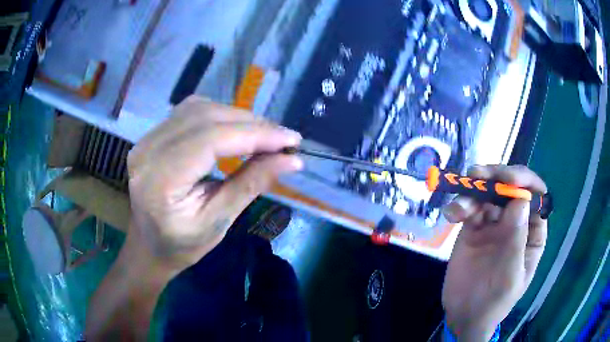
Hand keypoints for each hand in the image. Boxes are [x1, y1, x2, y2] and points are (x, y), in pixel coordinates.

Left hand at [126, 96, 302, 272]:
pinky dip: (218, 115)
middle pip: (205, 117)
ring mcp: (147, 139)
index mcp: (160, 179)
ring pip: (199, 108)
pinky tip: (235, 129)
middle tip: (283, 138)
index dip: (255, 134)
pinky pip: (189, 112)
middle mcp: (149, 150)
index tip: (292, 140)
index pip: (211, 139)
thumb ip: (251, 184)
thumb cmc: (181, 246)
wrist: (148, 245)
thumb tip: (292, 160)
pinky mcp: (152, 136)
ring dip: (236, 117)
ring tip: (263, 134)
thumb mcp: (218, 222)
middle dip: (250, 123)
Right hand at [441, 165, 547, 340]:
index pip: (535, 195)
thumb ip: (517, 240)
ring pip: (488, 194)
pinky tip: (452, 214)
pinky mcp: (473, 228)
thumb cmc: (496, 300)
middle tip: (478, 175)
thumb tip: (520, 201)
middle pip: (510, 187)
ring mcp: (493, 223)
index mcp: (532, 230)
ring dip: (474, 190)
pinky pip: (469, 209)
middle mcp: (515, 221)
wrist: (465, 316)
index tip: (509, 180)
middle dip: (496, 177)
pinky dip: (460, 206)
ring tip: (460, 203)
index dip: (525, 182)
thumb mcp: (511, 275)